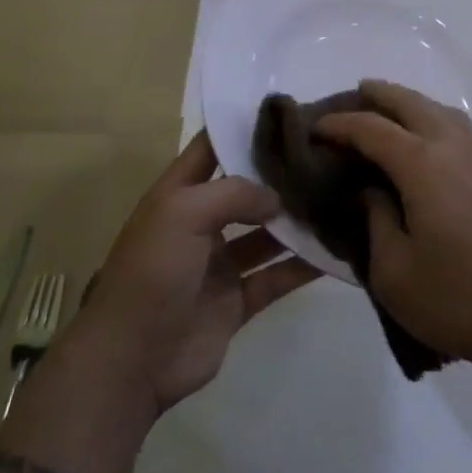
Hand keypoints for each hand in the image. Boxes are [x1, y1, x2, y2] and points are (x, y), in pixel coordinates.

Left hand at [62, 132, 319, 422]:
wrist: (132, 360)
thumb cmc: (153, 271)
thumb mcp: (184, 212)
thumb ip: (235, 193)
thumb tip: (277, 198)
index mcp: (179, 194)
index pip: (211, 148)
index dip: (241, 128)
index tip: (286, 112)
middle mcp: (201, 223)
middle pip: (246, 190)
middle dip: (279, 176)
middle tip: (326, 156)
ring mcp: (220, 264)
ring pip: (267, 234)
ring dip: (296, 221)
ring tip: (339, 199)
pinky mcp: (237, 300)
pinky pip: (276, 276)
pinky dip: (303, 266)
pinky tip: (335, 251)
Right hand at [315, 80, 471, 372]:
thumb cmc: (456, 298)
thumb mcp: (393, 270)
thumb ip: (375, 219)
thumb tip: (369, 188)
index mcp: (422, 165)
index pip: (372, 129)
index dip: (340, 125)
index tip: (314, 129)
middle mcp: (453, 147)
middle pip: (411, 103)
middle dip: (380, 94)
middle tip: (354, 93)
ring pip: (442, 110)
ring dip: (412, 102)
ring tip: (390, 109)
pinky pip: (461, 128)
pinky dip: (436, 119)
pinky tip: (430, 138)